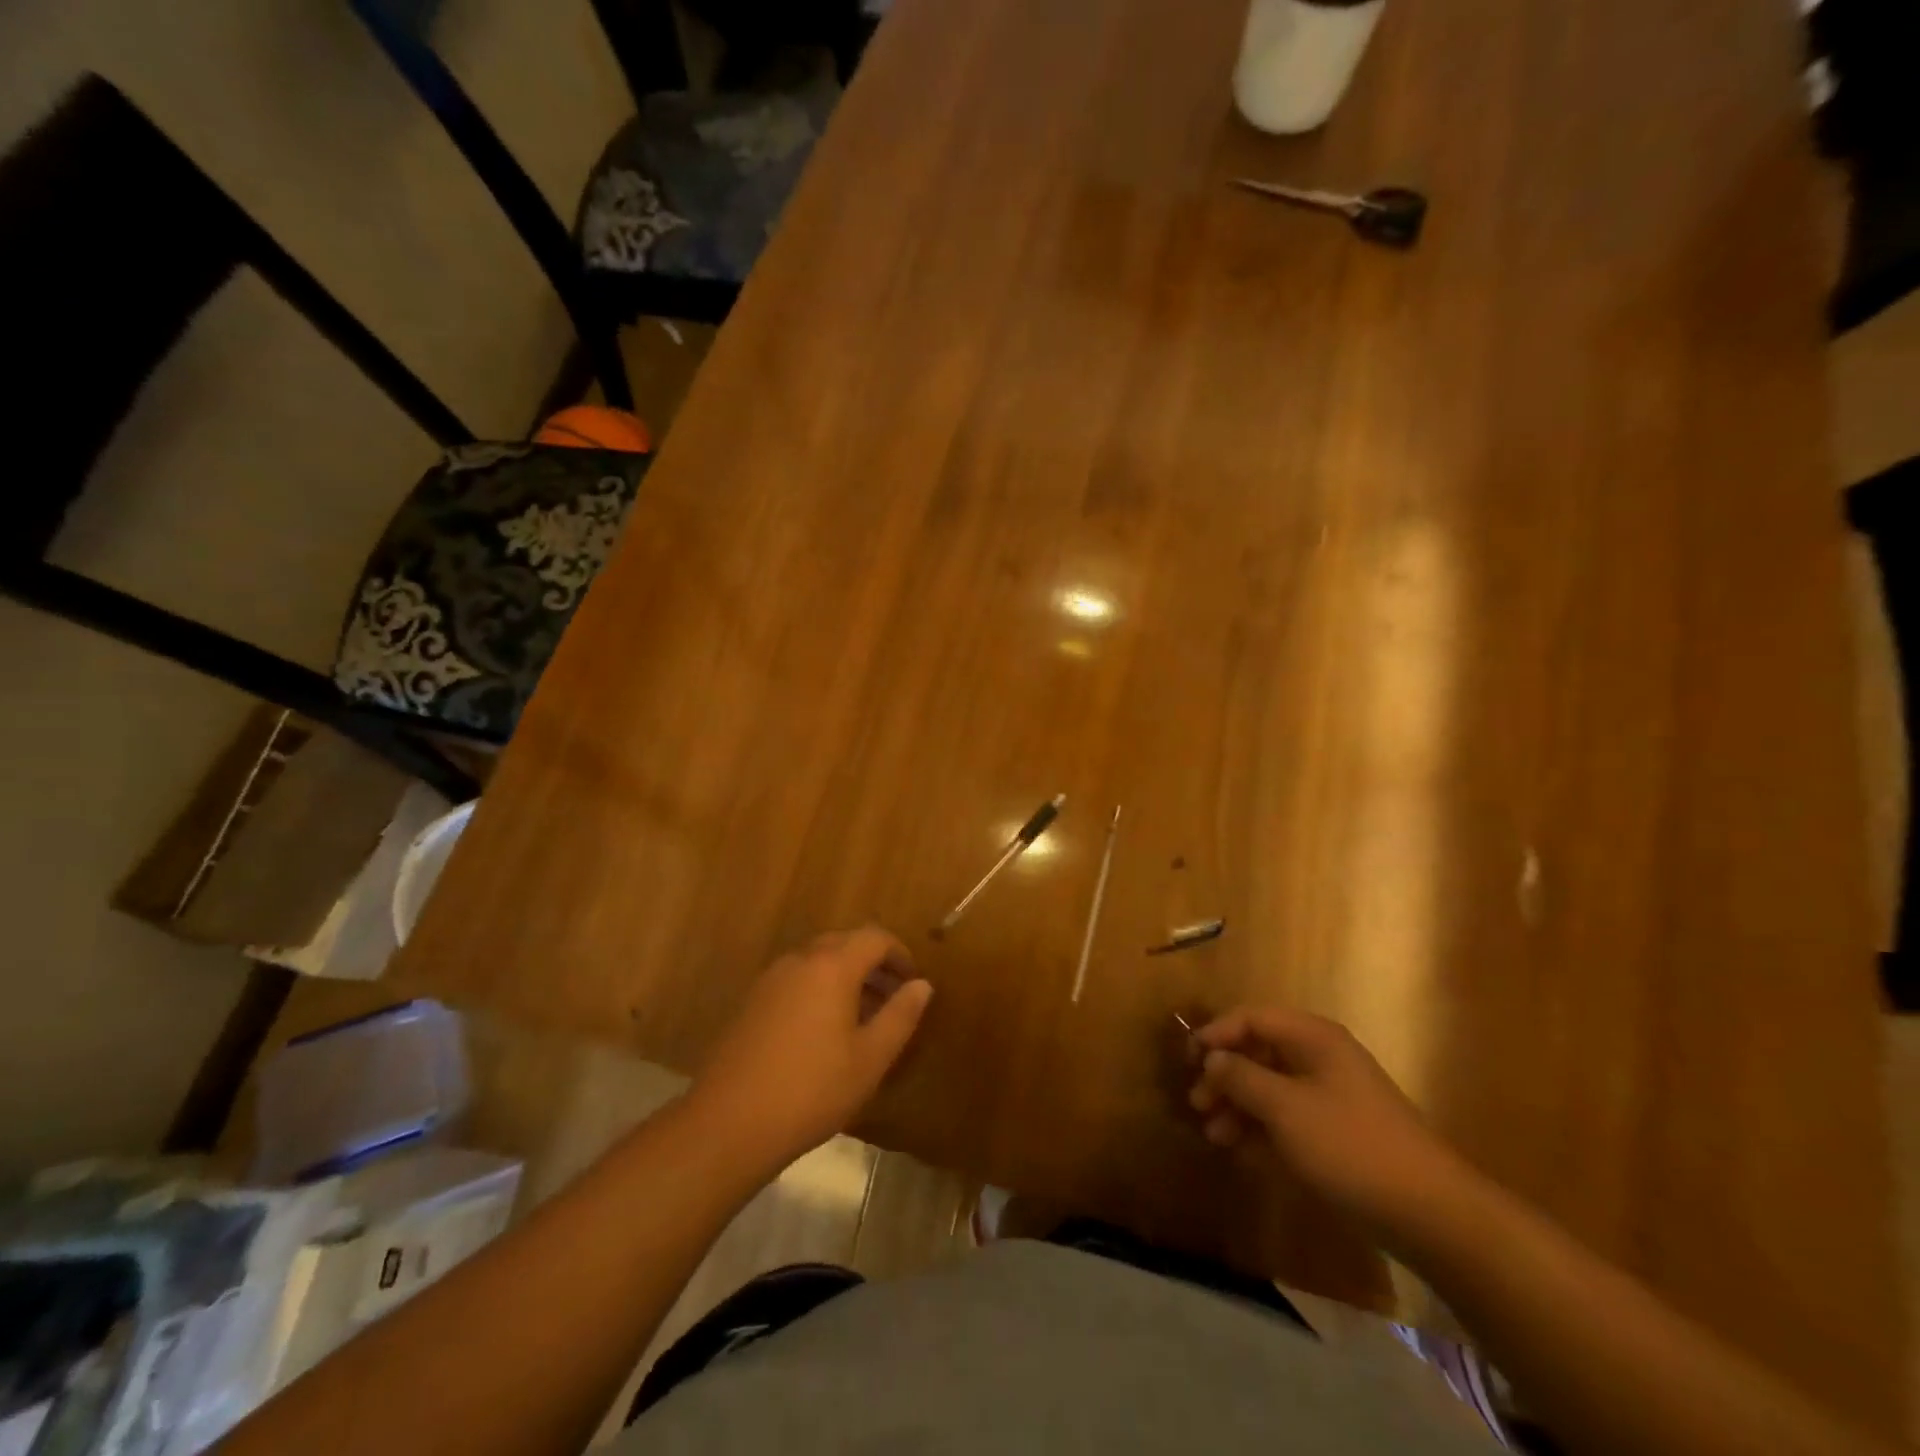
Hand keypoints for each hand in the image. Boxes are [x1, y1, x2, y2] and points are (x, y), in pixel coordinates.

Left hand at [687, 926, 933, 1172]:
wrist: (728, 1122)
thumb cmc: (812, 1089)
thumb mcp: (870, 1058)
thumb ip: (900, 1016)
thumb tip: (922, 985)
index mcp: (832, 966)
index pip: (874, 938)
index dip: (899, 954)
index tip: (913, 982)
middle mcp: (800, 960)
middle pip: (844, 943)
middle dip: (873, 963)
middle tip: (892, 997)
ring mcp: (770, 979)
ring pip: (818, 961)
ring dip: (845, 976)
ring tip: (863, 1017)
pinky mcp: (751, 1001)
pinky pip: (796, 980)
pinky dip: (819, 989)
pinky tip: (823, 1031)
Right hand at [1189, 1007, 1472, 1243]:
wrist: (1429, 1212)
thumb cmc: (1349, 1145)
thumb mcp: (1285, 1108)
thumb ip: (1241, 1077)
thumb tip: (1212, 1058)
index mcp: (1312, 1038)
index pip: (1252, 1018)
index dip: (1216, 1034)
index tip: (1189, 1060)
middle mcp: (1320, 1058)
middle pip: (1259, 1052)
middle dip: (1224, 1076)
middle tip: (1198, 1103)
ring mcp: (1330, 1096)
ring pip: (1270, 1088)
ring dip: (1238, 1106)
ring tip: (1214, 1134)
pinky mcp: (1337, 1132)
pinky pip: (1287, 1118)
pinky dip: (1261, 1129)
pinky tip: (1240, 1151)